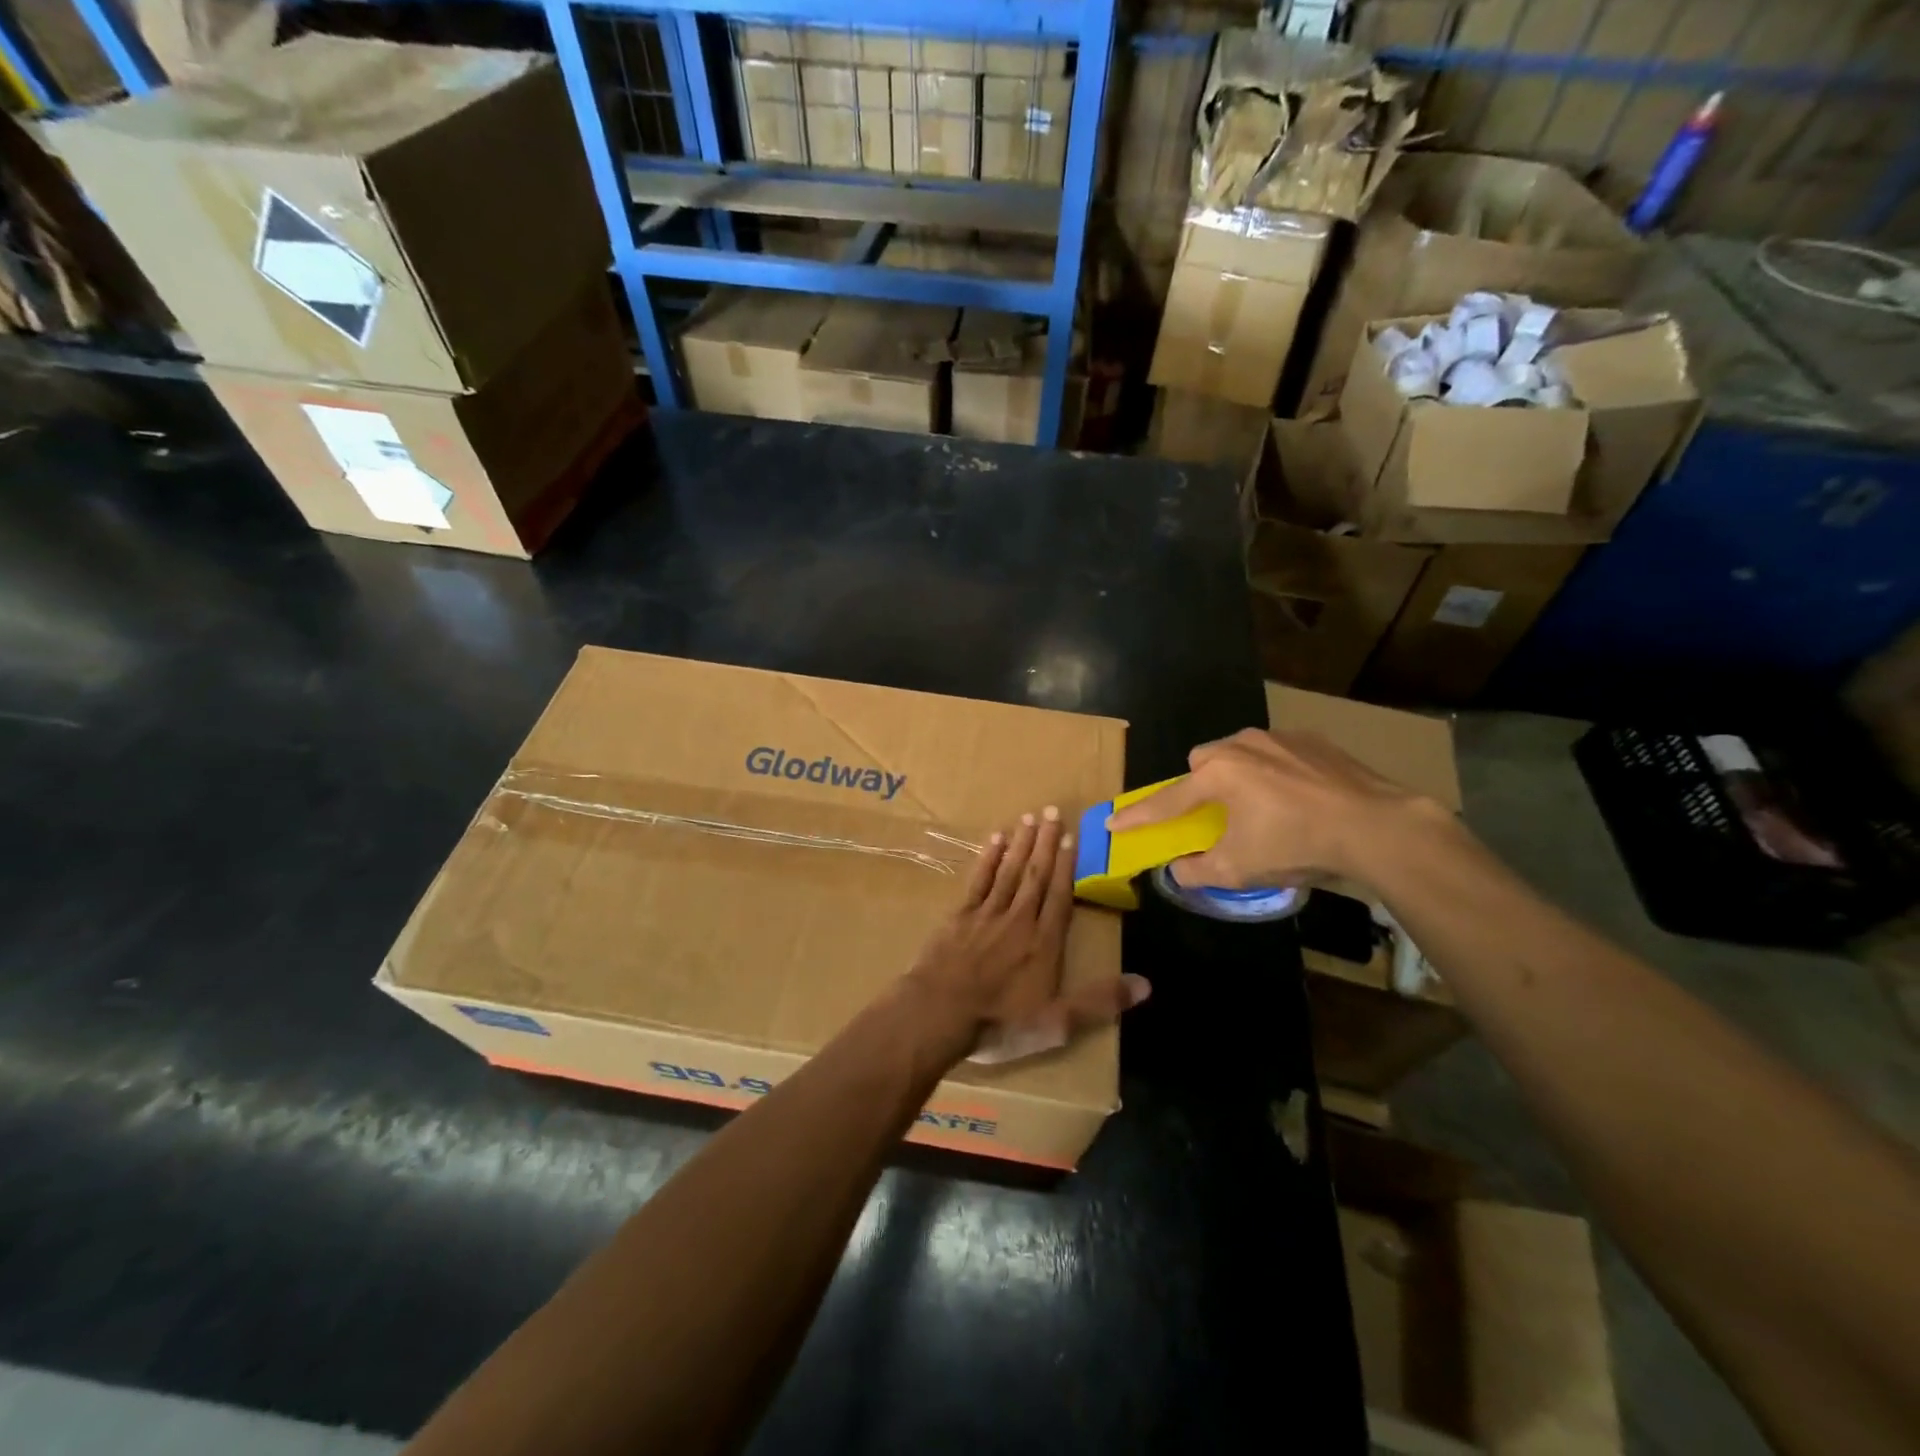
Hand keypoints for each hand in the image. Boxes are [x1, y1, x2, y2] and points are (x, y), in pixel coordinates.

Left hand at [908, 806, 1150, 1065]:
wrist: (939, 1013)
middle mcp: (1019, 919)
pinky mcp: (959, 916)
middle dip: (1047, 843)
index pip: (1061, 897)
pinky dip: (988, 858)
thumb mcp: (1058, 1023)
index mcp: (1044, 942)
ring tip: (1030, 817)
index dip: (1068, 867)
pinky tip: (995, 839)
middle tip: (1054, 810)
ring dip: (1021, 843)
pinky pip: (978, 880)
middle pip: (1036, 875)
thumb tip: (1146, 984)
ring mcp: (987, 914)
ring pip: (1009, 871)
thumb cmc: (1000, 1022)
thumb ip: (1100, 1001)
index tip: (1072, 838)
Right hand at [1106, 729, 1446, 890]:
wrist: (1376, 825)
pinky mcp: (1313, 740)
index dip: (1138, 815)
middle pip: (1202, 761)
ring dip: (1238, 775)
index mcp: (1217, 775)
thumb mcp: (1240, 869)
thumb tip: (1178, 870)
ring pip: (1240, 751)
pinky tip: (1297, 798)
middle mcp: (1241, 746)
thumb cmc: (1296, 845)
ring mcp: (1279, 738)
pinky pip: (1277, 752)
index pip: (1166, 800)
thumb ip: (1198, 870)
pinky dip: (1275, 772)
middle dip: (1199, 784)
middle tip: (1214, 814)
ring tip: (1261, 806)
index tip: (1113, 822)